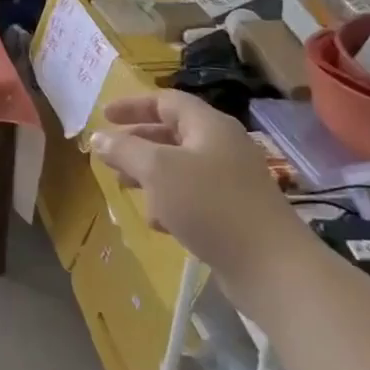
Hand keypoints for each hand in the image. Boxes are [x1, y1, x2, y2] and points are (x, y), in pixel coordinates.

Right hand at [88, 90, 305, 291]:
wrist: (271, 268)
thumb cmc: (210, 205)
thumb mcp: (157, 170)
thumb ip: (125, 149)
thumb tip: (98, 137)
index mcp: (209, 126)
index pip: (166, 101)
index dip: (133, 106)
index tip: (104, 116)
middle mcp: (222, 147)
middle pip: (172, 134)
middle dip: (137, 143)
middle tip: (109, 155)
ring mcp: (231, 181)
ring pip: (180, 167)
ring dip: (149, 174)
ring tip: (124, 187)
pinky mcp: (233, 213)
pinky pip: (193, 196)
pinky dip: (169, 201)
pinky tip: (157, 222)